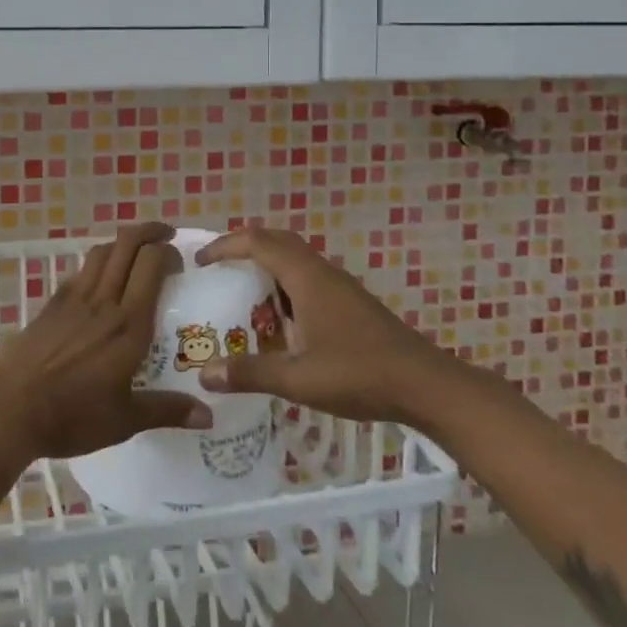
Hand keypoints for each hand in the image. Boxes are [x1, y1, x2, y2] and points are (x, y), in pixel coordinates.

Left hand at [0, 223, 212, 461]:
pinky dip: (98, 263)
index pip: (152, 264)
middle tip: (166, 239)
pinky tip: (101, 280)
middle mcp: (104, 301)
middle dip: (150, 232)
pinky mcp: (52, 303)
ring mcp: (75, 298)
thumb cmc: (72, 416)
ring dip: (123, 243)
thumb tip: (209, 415)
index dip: (169, 252)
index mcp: (129, 325)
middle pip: (127, 244)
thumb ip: (167, 410)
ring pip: (102, 251)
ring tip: (136, 252)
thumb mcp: (125, 420)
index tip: (181, 263)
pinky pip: (81, 270)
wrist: (10, 408)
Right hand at [194, 226, 441, 423]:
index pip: (257, 242)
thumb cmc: (359, 374)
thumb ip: (250, 373)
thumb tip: (204, 374)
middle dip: (243, 248)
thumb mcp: (298, 379)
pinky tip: (281, 322)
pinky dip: (285, 286)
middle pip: (277, 241)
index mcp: (306, 277)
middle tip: (218, 268)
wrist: (425, 385)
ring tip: (242, 294)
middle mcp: (322, 272)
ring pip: (295, 260)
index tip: (200, 260)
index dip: (225, 245)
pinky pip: (308, 279)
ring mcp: (340, 286)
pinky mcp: (351, 303)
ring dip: (266, 267)